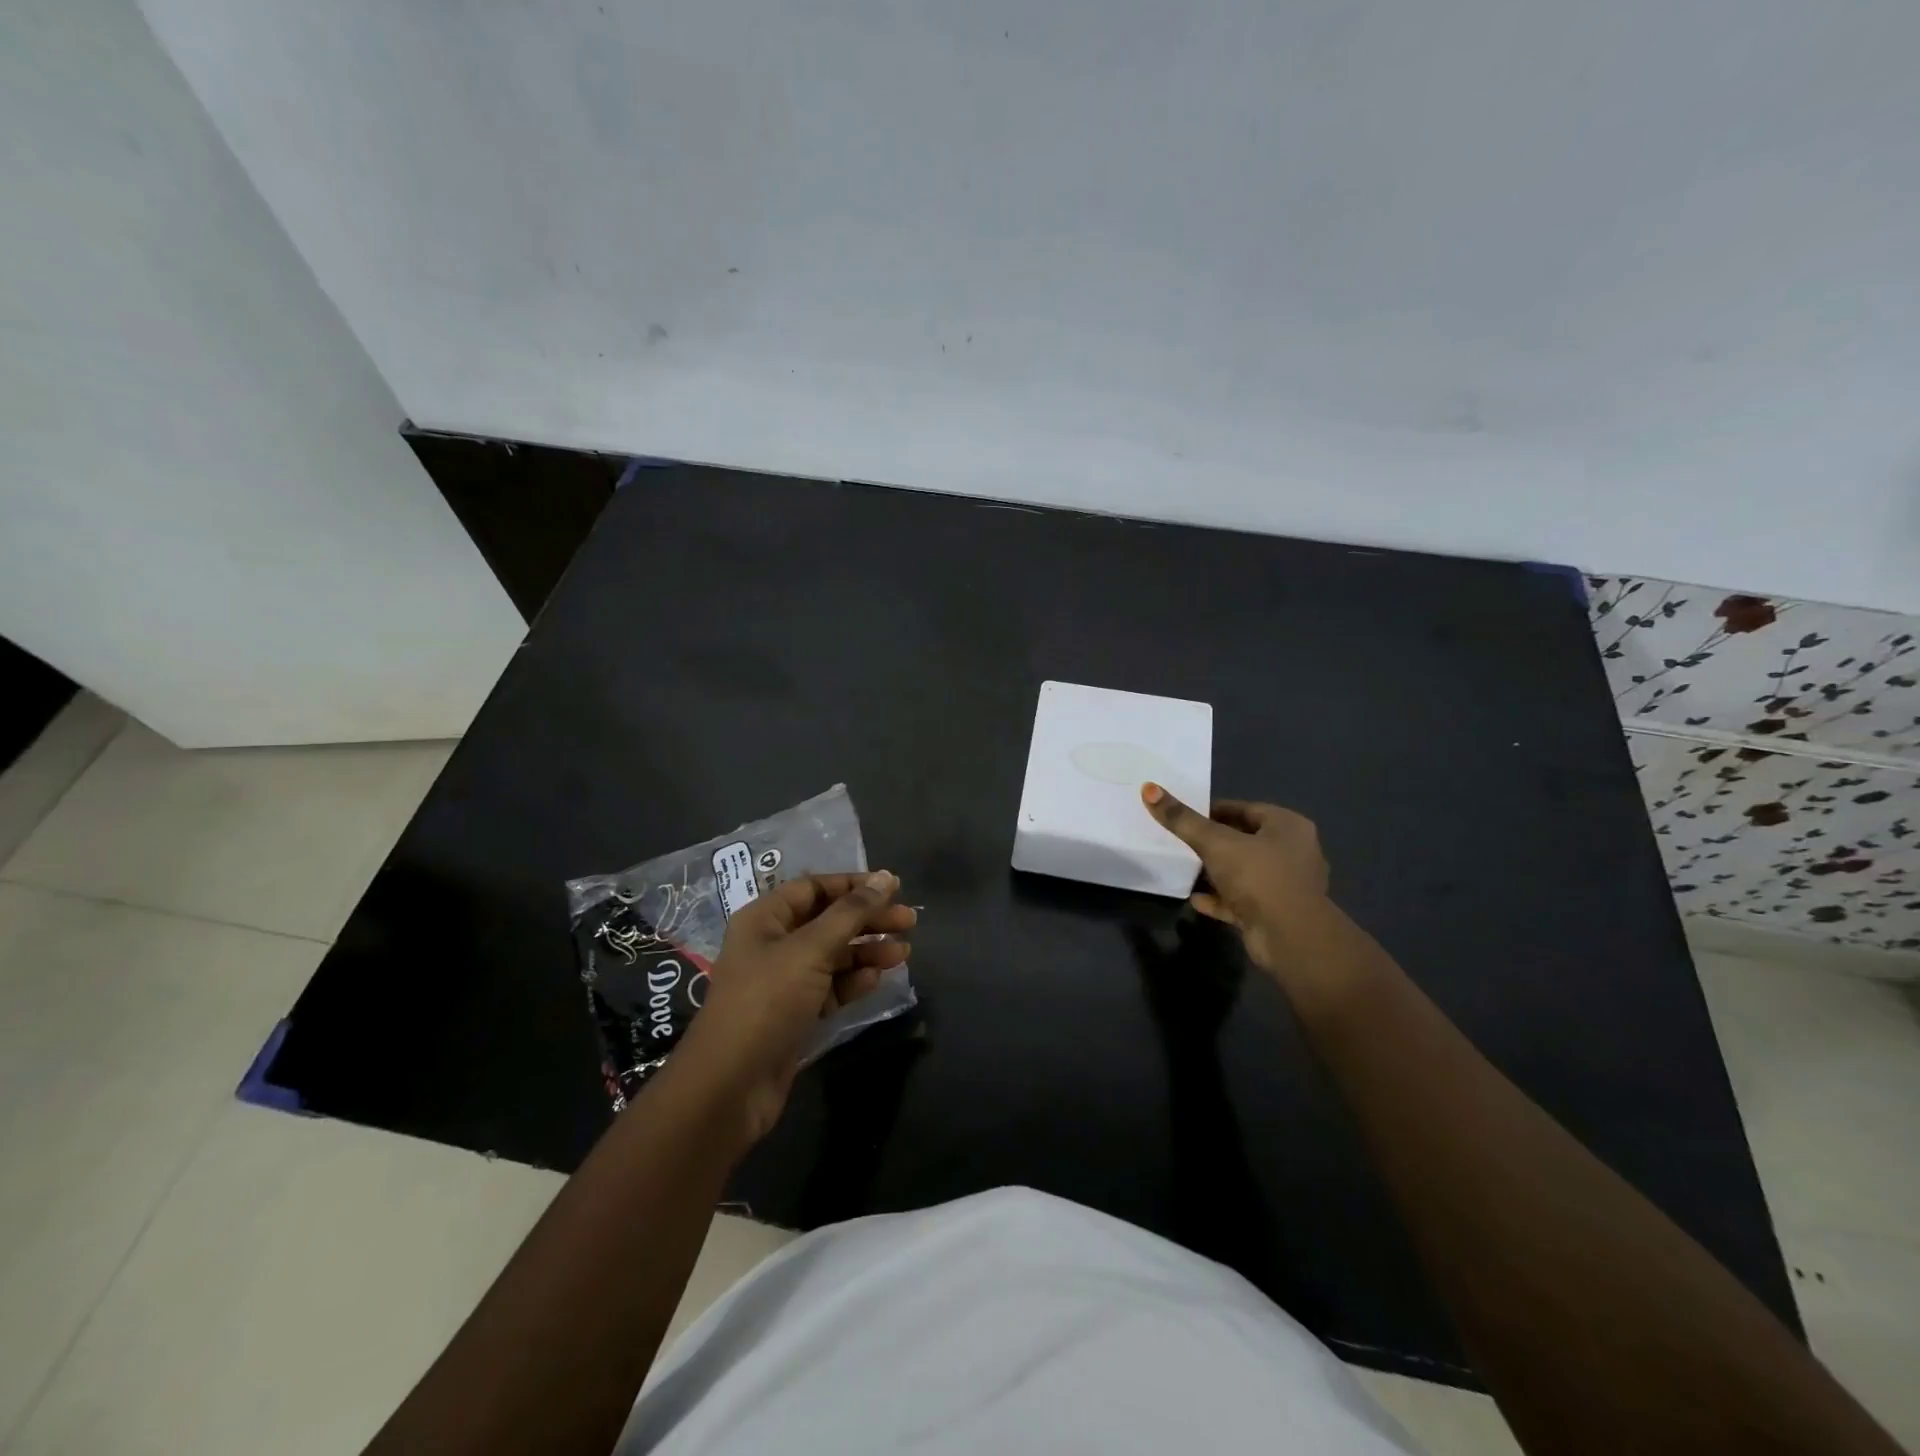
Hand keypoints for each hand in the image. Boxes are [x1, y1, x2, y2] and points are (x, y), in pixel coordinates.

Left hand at [674, 872, 913, 1142]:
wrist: (730, 1086)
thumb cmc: (766, 1002)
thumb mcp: (810, 950)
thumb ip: (850, 913)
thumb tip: (884, 878)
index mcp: (765, 918)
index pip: (814, 887)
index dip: (854, 885)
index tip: (893, 887)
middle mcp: (772, 944)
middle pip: (828, 920)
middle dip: (868, 919)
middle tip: (909, 921)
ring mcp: (784, 981)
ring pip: (833, 955)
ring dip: (867, 950)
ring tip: (903, 953)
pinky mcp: (795, 1013)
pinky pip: (831, 986)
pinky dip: (854, 981)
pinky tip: (877, 978)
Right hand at [1141, 784, 1328, 975]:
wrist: (1290, 938)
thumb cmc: (1258, 877)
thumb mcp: (1215, 843)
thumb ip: (1182, 820)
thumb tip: (1149, 788)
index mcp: (1288, 826)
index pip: (1245, 809)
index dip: (1213, 810)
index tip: (1186, 816)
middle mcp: (1293, 852)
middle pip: (1245, 840)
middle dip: (1214, 841)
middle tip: (1182, 840)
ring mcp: (1286, 885)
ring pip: (1244, 871)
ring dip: (1217, 871)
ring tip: (1186, 868)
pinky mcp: (1275, 913)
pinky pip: (1242, 900)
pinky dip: (1220, 898)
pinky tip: (1195, 899)